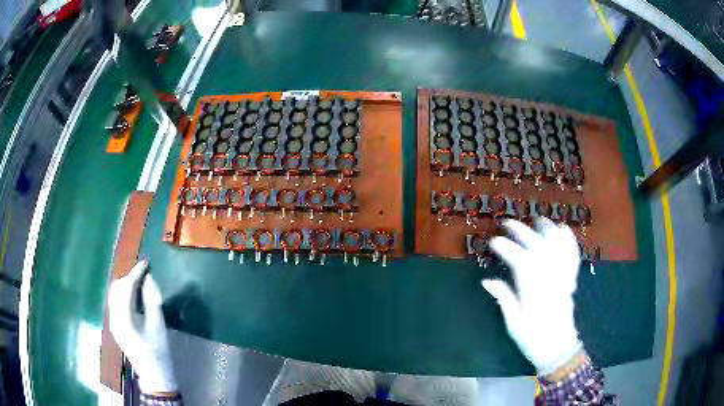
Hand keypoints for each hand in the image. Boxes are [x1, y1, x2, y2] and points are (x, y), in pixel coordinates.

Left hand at [108, 260, 177, 393]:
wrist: (154, 375)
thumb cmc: (159, 352)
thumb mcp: (158, 326)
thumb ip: (152, 300)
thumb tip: (148, 278)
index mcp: (124, 320)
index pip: (126, 288)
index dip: (135, 273)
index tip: (146, 263)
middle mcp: (113, 318)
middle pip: (117, 289)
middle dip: (129, 278)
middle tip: (144, 274)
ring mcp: (113, 322)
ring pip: (115, 294)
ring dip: (126, 285)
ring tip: (140, 283)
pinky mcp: (115, 326)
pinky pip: (116, 302)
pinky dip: (124, 295)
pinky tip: (135, 297)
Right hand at [481, 218, 581, 375]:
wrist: (560, 350)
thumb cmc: (534, 339)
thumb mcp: (514, 324)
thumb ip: (504, 299)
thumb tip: (487, 281)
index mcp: (534, 291)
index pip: (520, 261)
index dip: (506, 248)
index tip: (493, 241)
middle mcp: (550, 279)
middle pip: (538, 248)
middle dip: (522, 233)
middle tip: (507, 223)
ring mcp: (563, 277)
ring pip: (557, 247)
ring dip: (547, 230)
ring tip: (537, 219)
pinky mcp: (570, 280)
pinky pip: (572, 256)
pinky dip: (568, 241)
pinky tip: (563, 230)